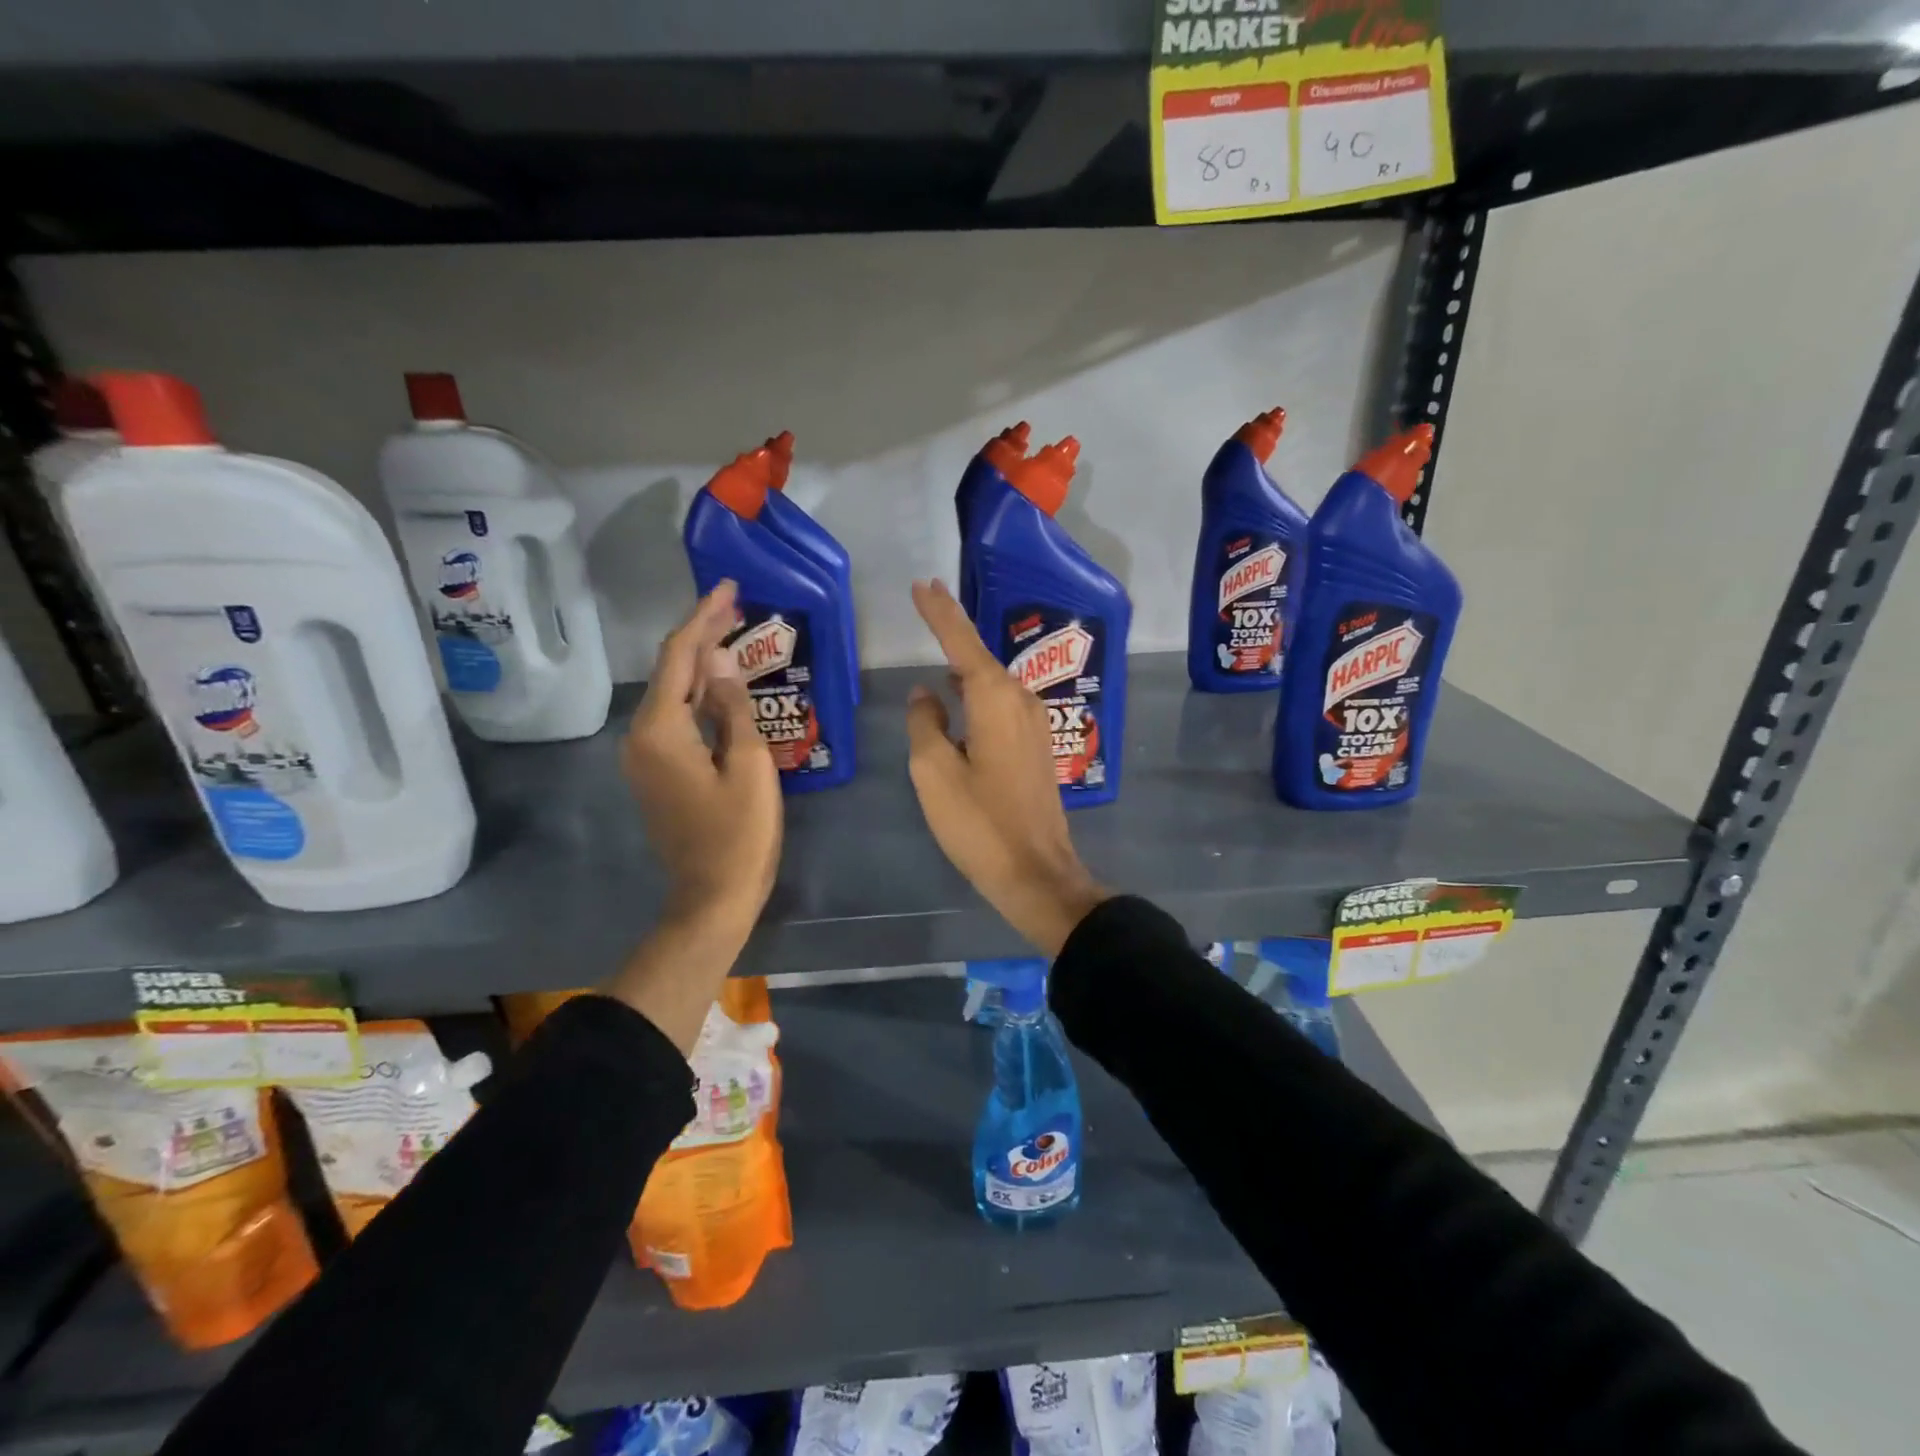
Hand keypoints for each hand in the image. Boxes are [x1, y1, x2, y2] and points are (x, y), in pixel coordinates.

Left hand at [612, 582, 781, 1050]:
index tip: (729, 588)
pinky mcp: (656, 772)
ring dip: (699, 663)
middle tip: (736, 605)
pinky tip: (721, 686)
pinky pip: (674, 718)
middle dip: (700, 634)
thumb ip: (732, 708)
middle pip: (670, 671)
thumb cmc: (739, 835)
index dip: (704, 618)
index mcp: (661, 730)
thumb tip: (718, 660)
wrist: (712, 897)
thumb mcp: (749, 766)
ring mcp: (644, 757)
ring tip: (732, 635)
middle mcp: (641, 736)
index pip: (680, 657)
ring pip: (671, 694)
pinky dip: (697, 695)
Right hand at [904, 579, 1107, 955]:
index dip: (940, 612)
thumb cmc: (979, 822)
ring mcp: (1033, 724)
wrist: (1036, 871)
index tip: (922, 583)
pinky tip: (959, 699)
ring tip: (938, 647)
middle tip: (926, 602)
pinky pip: (1000, 705)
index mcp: (995, 699)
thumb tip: (926, 695)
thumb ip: (925, 723)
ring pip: (992, 683)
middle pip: (980, 658)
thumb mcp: (934, 772)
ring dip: (964, 665)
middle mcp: (1019, 701)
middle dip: (953, 631)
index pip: (961, 642)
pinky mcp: (1035, 747)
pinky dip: (976, 694)